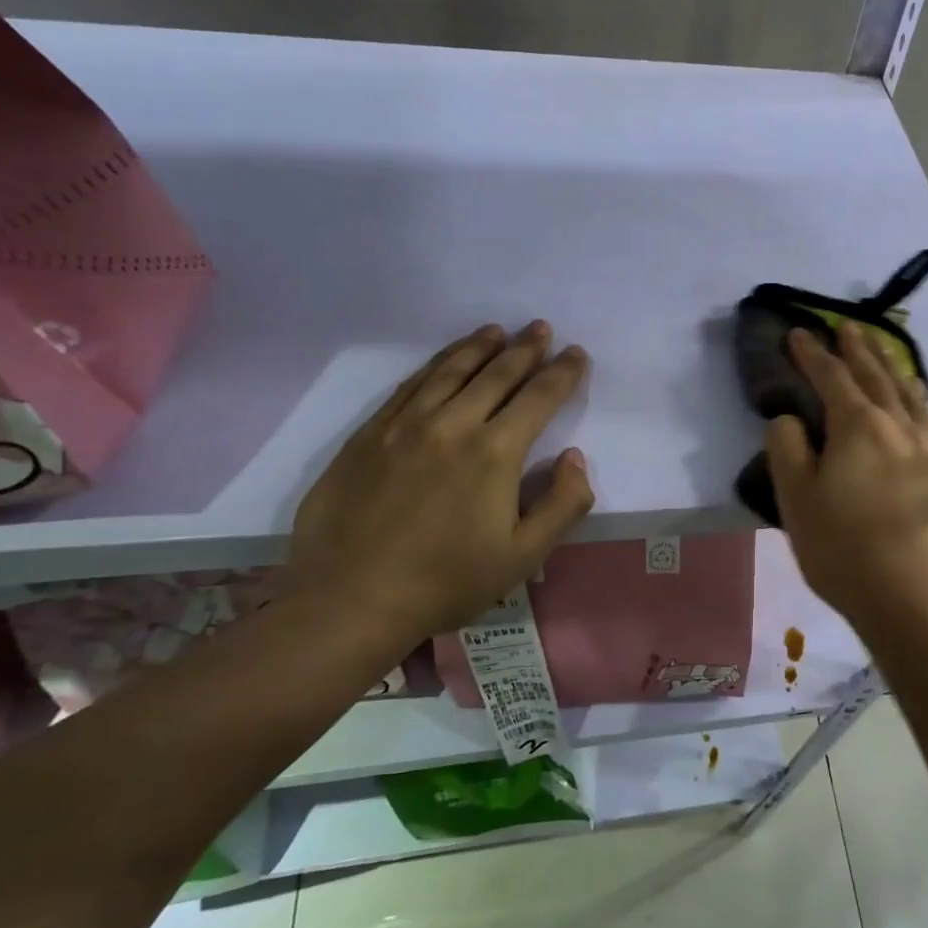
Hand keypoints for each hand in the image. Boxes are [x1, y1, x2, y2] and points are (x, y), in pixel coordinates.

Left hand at [288, 321, 594, 653]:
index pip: (539, 396)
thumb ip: (562, 504)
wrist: (350, 600)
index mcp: (495, 452)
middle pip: (496, 373)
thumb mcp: (524, 556)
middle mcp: (452, 424)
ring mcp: (404, 425)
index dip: (563, 373)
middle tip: (540, 327)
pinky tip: (443, 360)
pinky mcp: (368, 435)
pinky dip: (434, 365)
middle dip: (525, 348)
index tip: (577, 353)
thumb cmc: (448, 582)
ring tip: (496, 330)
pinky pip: (408, 386)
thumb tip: (575, 457)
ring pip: (450, 370)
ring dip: (478, 346)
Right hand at [766, 323, 927, 637]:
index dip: (812, 353)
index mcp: (857, 426)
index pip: (831, 377)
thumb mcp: (797, 500)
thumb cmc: (845, 549)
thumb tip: (790, 418)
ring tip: (884, 352)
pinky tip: (919, 402)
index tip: (799, 332)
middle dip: (857, 349)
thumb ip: (787, 449)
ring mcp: (927, 449)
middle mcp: (896, 426)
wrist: (918, 598)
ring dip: (891, 367)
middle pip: (875, 376)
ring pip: (908, 394)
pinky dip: (919, 399)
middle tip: (846, 326)